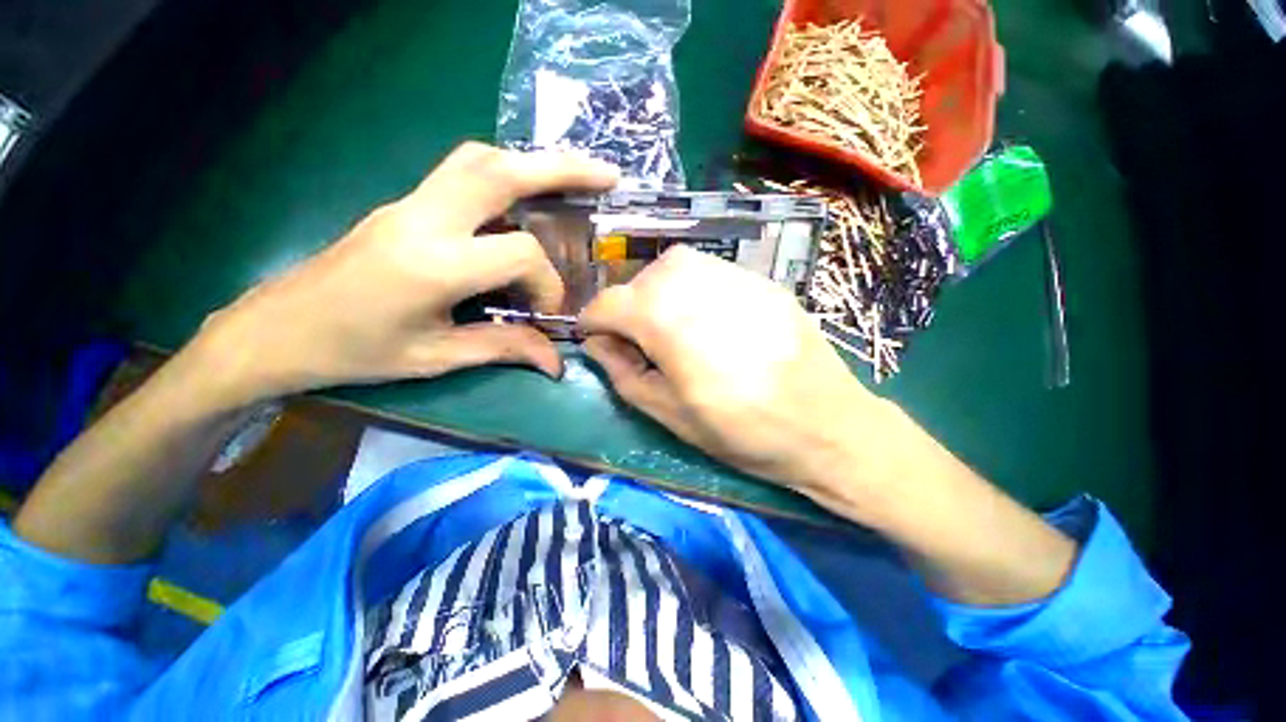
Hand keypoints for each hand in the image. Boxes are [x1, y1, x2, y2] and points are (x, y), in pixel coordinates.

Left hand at [190, 142, 617, 406]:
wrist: (276, 329)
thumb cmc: (355, 352)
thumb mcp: (436, 357)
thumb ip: (503, 350)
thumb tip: (556, 362)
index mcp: (433, 265)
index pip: (518, 253)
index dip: (546, 282)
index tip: (546, 311)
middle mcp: (423, 219)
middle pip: (501, 170)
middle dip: (562, 168)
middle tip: (607, 176)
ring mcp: (410, 203)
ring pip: (479, 158)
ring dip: (531, 163)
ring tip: (569, 179)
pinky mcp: (404, 203)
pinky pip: (462, 172)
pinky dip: (504, 174)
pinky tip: (523, 198)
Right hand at [579, 246, 909, 511]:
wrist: (828, 426)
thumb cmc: (743, 432)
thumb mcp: (669, 415)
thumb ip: (623, 373)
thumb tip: (598, 344)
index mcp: (669, 324)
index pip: (609, 303)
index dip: (592, 321)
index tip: (593, 338)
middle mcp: (698, 286)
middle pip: (640, 280)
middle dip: (627, 307)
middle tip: (637, 339)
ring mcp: (735, 277)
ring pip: (674, 266)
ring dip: (658, 292)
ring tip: (670, 326)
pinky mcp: (763, 280)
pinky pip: (710, 271)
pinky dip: (692, 287)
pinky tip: (707, 318)